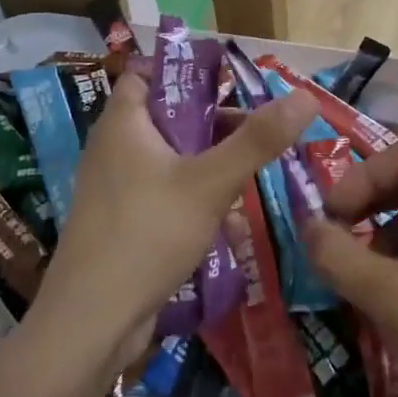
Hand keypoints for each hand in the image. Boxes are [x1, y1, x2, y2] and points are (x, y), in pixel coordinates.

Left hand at [31, 69, 317, 382]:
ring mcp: (115, 188)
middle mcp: (114, 148)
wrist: (91, 324)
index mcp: (123, 123)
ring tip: (251, 174)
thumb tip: (306, 97)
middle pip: (168, 117)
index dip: (186, 72)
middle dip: (213, 124)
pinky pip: (163, 193)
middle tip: (258, 132)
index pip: (148, 74)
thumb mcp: (210, 182)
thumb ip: (257, 140)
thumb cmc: (147, 234)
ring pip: (170, 159)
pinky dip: (193, 196)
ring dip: (208, 163)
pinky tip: (226, 217)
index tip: (231, 84)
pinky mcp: (122, 223)